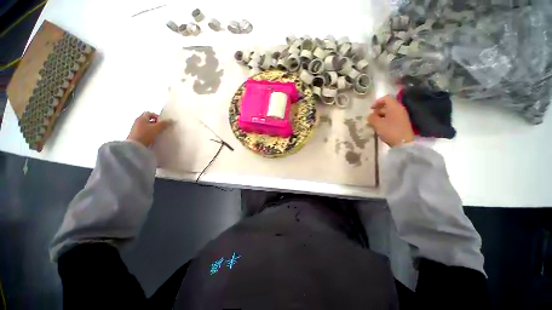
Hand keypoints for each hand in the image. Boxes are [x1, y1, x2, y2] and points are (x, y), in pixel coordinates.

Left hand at [127, 112, 171, 146]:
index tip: (162, 122)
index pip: (149, 113)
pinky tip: (153, 138)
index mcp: (141, 118)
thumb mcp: (157, 128)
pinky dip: (149, 134)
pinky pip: (144, 132)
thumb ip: (164, 124)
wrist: (134, 147)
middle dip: (155, 123)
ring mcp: (135, 129)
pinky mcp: (135, 136)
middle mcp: (137, 122)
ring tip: (158, 134)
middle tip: (161, 128)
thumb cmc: (145, 135)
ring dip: (153, 129)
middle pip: (148, 120)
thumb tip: (171, 120)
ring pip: (146, 126)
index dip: (157, 116)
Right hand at [368, 95, 414, 146]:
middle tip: (371, 118)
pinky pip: (392, 118)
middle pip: (387, 106)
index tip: (370, 109)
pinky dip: (385, 120)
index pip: (386, 98)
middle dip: (377, 111)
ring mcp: (401, 116)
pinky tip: (380, 127)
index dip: (377, 102)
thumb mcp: (377, 124)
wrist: (403, 143)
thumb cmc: (390, 131)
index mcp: (394, 107)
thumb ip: (372, 118)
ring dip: (380, 116)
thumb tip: (370, 115)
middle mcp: (399, 109)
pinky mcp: (402, 123)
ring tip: (374, 124)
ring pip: (389, 112)